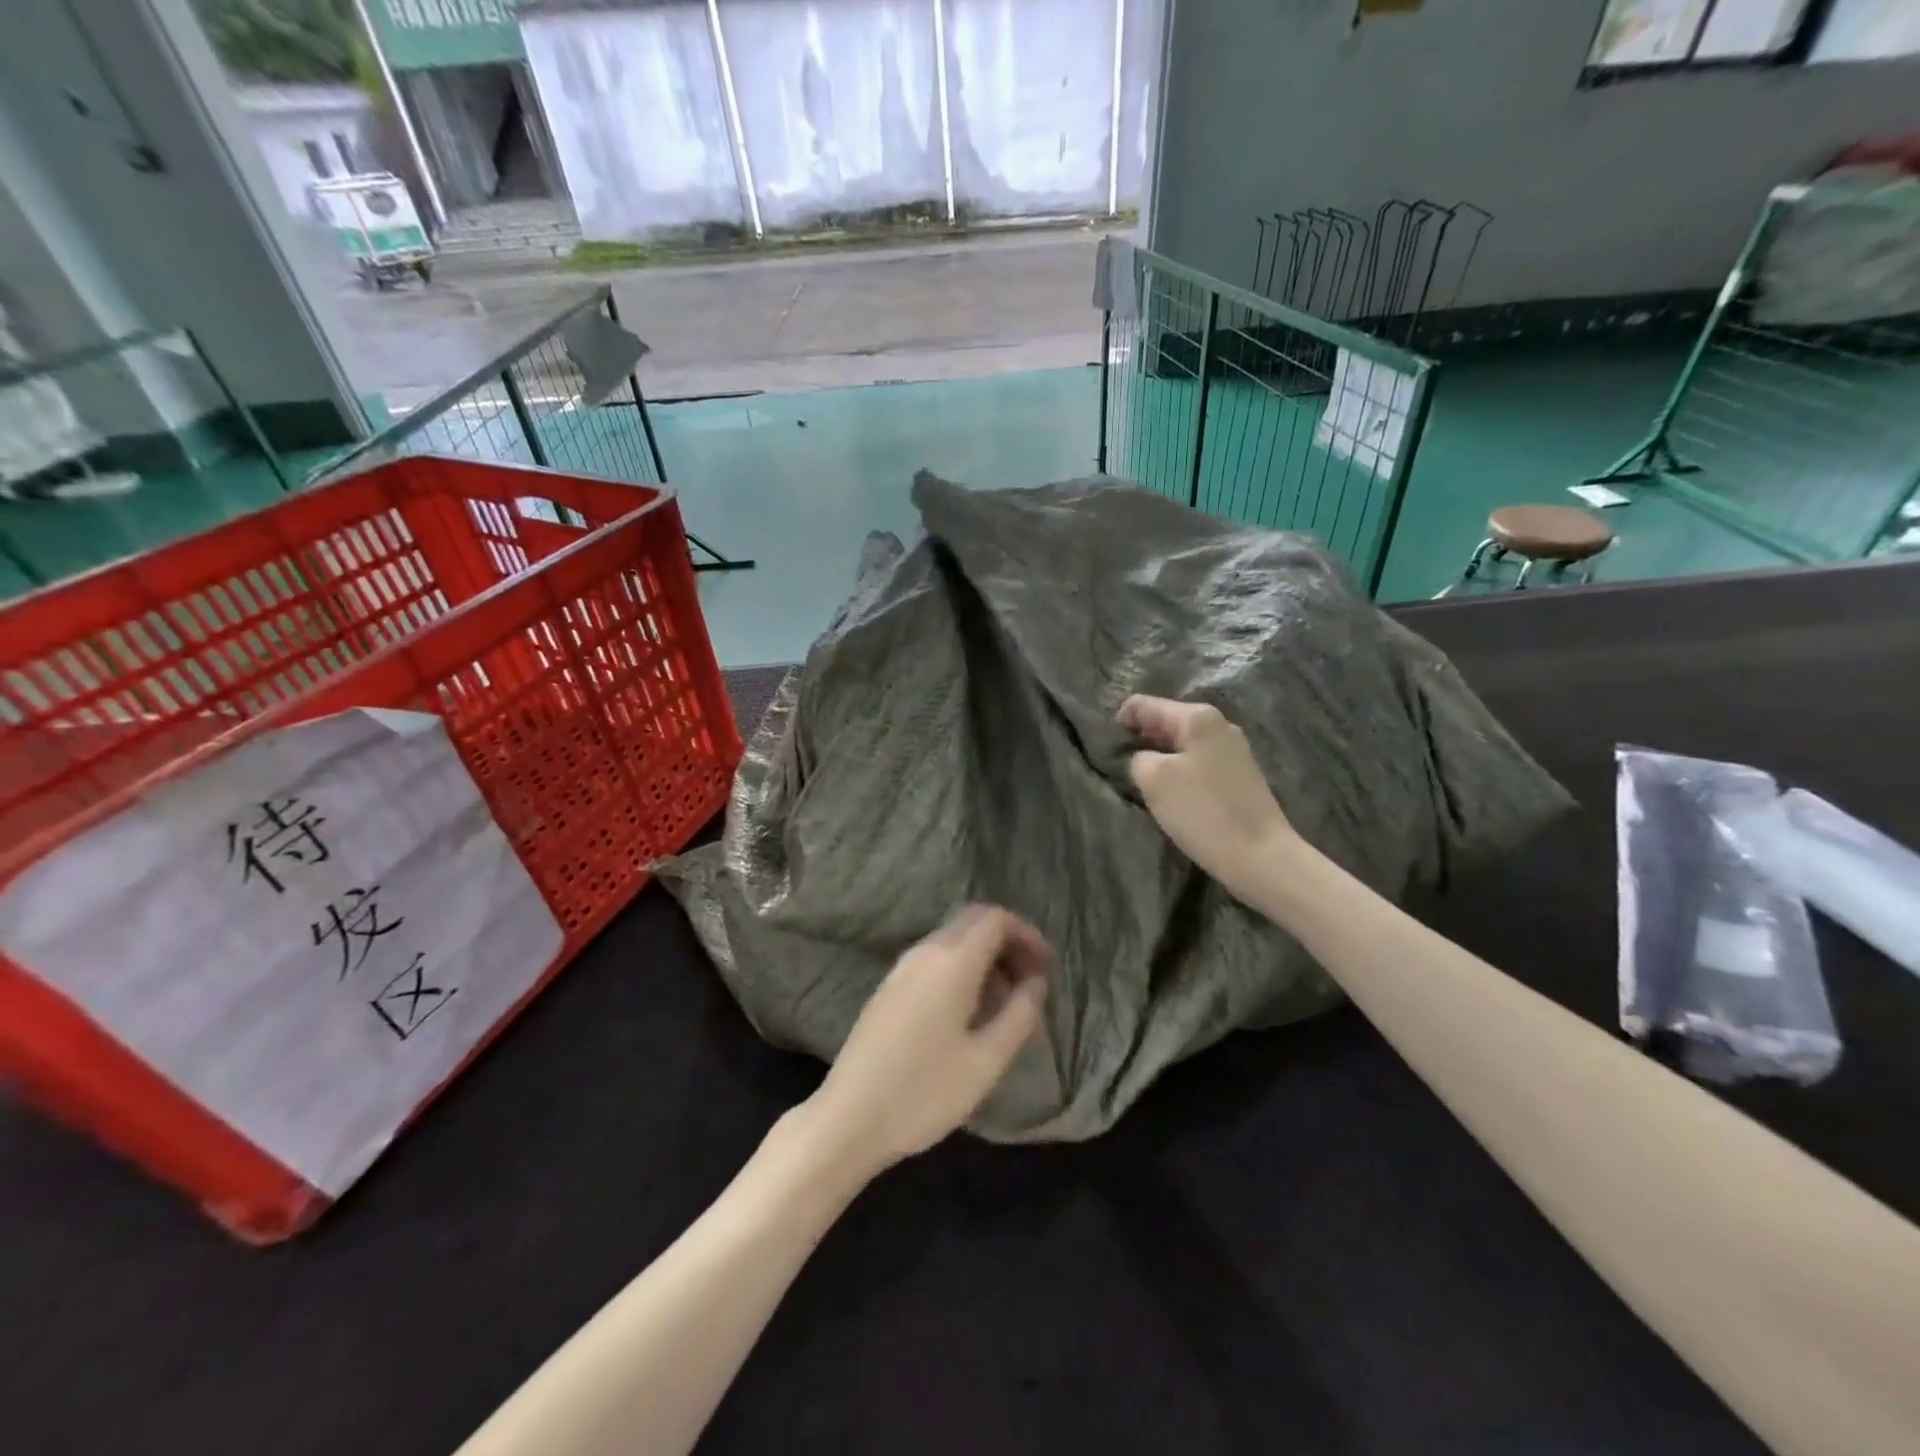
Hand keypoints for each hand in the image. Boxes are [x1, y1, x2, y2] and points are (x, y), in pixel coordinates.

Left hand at [808, 906, 1051, 1176]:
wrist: (848, 1118)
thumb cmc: (924, 1092)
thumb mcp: (986, 1062)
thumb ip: (1019, 1015)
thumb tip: (1036, 983)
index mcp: (951, 961)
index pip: (995, 918)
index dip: (1027, 934)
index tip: (1047, 966)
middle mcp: (925, 951)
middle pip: (973, 921)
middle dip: (1007, 941)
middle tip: (1031, 979)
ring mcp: (902, 968)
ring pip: (953, 940)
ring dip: (984, 956)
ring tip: (1006, 1000)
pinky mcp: (889, 987)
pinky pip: (934, 958)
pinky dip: (961, 968)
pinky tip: (970, 1010)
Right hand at [1118, 695, 1301, 901]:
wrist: (1261, 856)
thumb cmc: (1203, 811)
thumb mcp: (1153, 779)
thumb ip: (1137, 757)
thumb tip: (1141, 757)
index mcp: (1197, 717)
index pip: (1142, 705)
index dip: (1118, 723)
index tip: (1105, 751)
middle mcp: (1218, 724)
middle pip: (1164, 722)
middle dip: (1139, 741)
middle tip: (1119, 769)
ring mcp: (1233, 750)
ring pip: (1181, 745)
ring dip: (1159, 759)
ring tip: (1143, 785)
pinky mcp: (1239, 775)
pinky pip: (1197, 763)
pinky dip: (1179, 773)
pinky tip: (1173, 797)